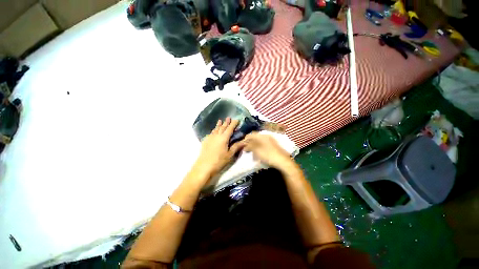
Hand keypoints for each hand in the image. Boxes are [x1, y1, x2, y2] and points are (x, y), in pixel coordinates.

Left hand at [194, 117, 243, 177]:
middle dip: (226, 122)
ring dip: (218, 125)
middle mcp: (217, 136)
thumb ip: (236, 146)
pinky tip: (213, 131)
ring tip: (220, 120)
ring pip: (215, 129)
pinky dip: (213, 130)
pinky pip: (211, 133)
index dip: (233, 124)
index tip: (236, 119)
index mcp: (224, 138)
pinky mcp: (205, 141)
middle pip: (222, 127)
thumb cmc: (219, 161)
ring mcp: (210, 138)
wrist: (204, 166)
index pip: (230, 129)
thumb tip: (245, 141)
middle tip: (228, 117)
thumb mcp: (230, 154)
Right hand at [243, 133, 295, 171]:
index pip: (251, 134)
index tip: (242, 145)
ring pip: (259, 142)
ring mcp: (271, 141)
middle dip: (250, 144)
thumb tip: (245, 145)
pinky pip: (264, 146)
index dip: (245, 139)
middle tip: (246, 150)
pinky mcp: (273, 146)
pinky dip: (259, 149)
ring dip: (254, 147)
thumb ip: (249, 146)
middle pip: (255, 138)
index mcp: (262, 136)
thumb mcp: (257, 151)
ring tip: (253, 154)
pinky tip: (259, 155)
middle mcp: (267, 136)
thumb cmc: (268, 155)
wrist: (283, 162)